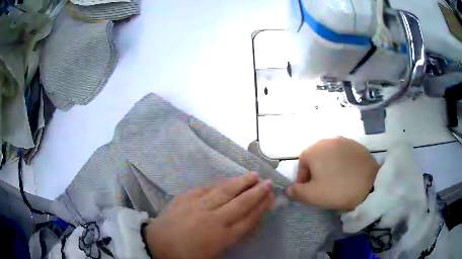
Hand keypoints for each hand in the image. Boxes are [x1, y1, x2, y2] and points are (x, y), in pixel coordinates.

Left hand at [145, 173, 274, 258]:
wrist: (157, 245)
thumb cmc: (187, 255)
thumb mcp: (213, 253)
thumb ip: (231, 238)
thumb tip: (245, 223)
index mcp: (222, 236)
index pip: (248, 218)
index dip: (261, 207)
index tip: (271, 197)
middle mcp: (214, 219)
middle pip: (240, 203)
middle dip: (257, 192)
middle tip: (268, 181)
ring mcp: (198, 206)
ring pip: (225, 191)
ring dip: (241, 182)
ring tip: (253, 175)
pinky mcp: (185, 198)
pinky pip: (205, 188)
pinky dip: (219, 183)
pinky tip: (226, 180)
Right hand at [287, 137, 378, 210]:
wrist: (369, 185)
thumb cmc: (337, 190)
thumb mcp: (312, 195)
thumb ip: (296, 192)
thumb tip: (289, 189)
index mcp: (314, 150)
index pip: (301, 164)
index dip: (303, 179)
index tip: (308, 191)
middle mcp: (328, 140)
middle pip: (316, 157)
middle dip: (315, 171)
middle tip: (321, 186)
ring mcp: (344, 140)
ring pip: (330, 154)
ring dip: (328, 166)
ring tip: (335, 179)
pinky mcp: (356, 144)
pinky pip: (343, 153)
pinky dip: (341, 162)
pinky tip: (346, 173)